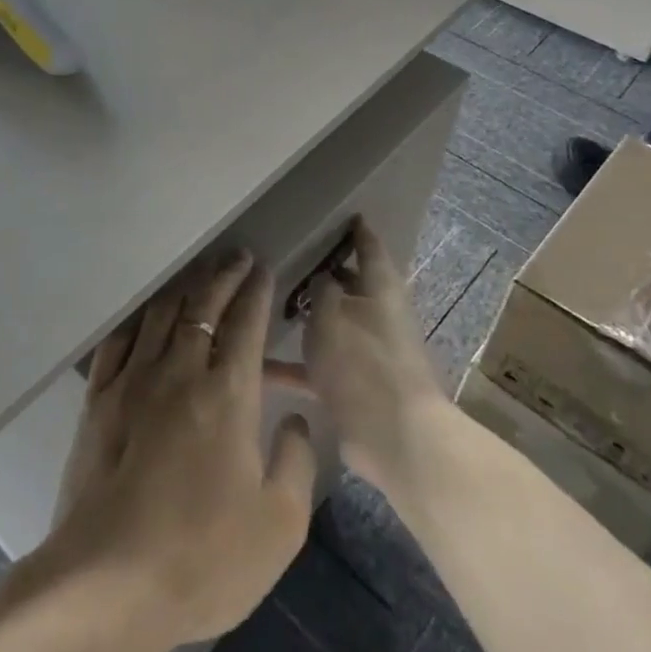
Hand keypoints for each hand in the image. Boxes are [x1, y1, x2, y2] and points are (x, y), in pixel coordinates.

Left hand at [47, 251, 315, 649]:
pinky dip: (137, 321)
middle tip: (236, 257)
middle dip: (223, 276)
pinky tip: (144, 318)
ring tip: (197, 276)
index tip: (264, 268)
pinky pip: (118, 343)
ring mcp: (133, 383)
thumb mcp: (279, 525)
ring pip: (161, 316)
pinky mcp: (97, 402)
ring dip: (184, 289)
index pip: (246, 324)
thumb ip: (297, 462)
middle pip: (203, 307)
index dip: (257, 292)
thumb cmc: (203, 557)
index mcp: (228, 395)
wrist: (108, 582)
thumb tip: (295, 419)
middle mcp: (180, 373)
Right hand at [294, 220, 451, 500]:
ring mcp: (367, 352)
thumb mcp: (331, 313)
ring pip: (331, 326)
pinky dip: (293, 367)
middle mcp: (377, 315)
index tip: (343, 216)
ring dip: (306, 320)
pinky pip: (318, 368)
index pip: (370, 248)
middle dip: (323, 276)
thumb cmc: (362, 360)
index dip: (357, 231)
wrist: (392, 435)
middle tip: (286, 260)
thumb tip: (321, 279)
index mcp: (381, 288)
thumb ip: (321, 289)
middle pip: (349, 287)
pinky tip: (257, 368)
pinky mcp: (354, 387)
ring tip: (266, 308)